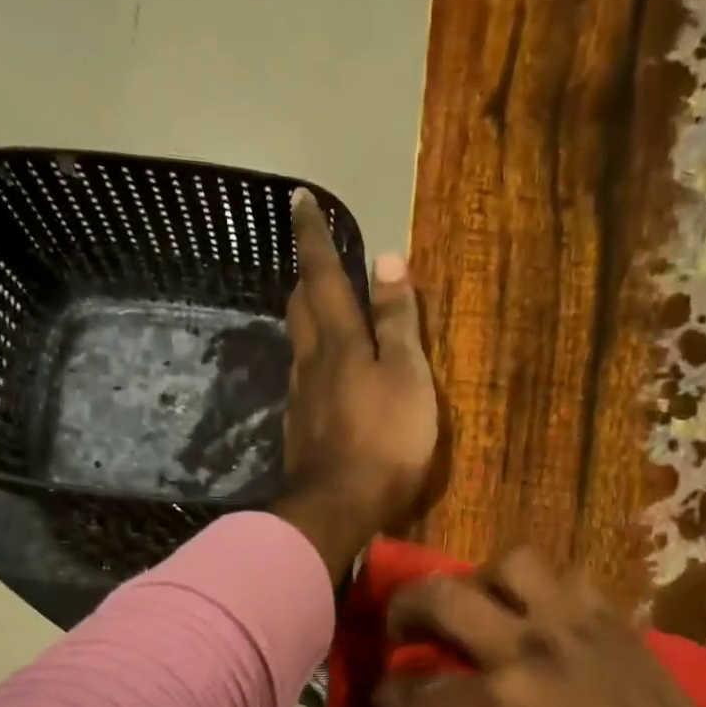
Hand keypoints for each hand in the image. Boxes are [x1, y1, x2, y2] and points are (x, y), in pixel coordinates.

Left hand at [274, 190, 437, 576]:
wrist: (339, 508)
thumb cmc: (385, 440)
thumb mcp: (407, 376)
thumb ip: (398, 321)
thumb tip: (386, 258)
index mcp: (339, 341)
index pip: (323, 275)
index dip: (313, 237)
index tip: (298, 199)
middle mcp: (310, 363)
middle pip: (300, 309)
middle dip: (305, 279)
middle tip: (313, 262)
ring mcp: (300, 400)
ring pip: (298, 347)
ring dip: (306, 322)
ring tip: (322, 315)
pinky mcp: (299, 433)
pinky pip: (303, 385)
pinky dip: (312, 367)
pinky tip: (323, 380)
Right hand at [372, 549, 705, 706]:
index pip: (417, 690)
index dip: (385, 695)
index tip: (376, 695)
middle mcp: (529, 650)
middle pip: (444, 597)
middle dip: (405, 607)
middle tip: (402, 625)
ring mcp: (576, 626)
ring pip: (513, 563)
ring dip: (483, 581)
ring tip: (484, 607)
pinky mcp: (616, 621)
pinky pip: (569, 580)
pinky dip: (543, 592)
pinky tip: (541, 618)